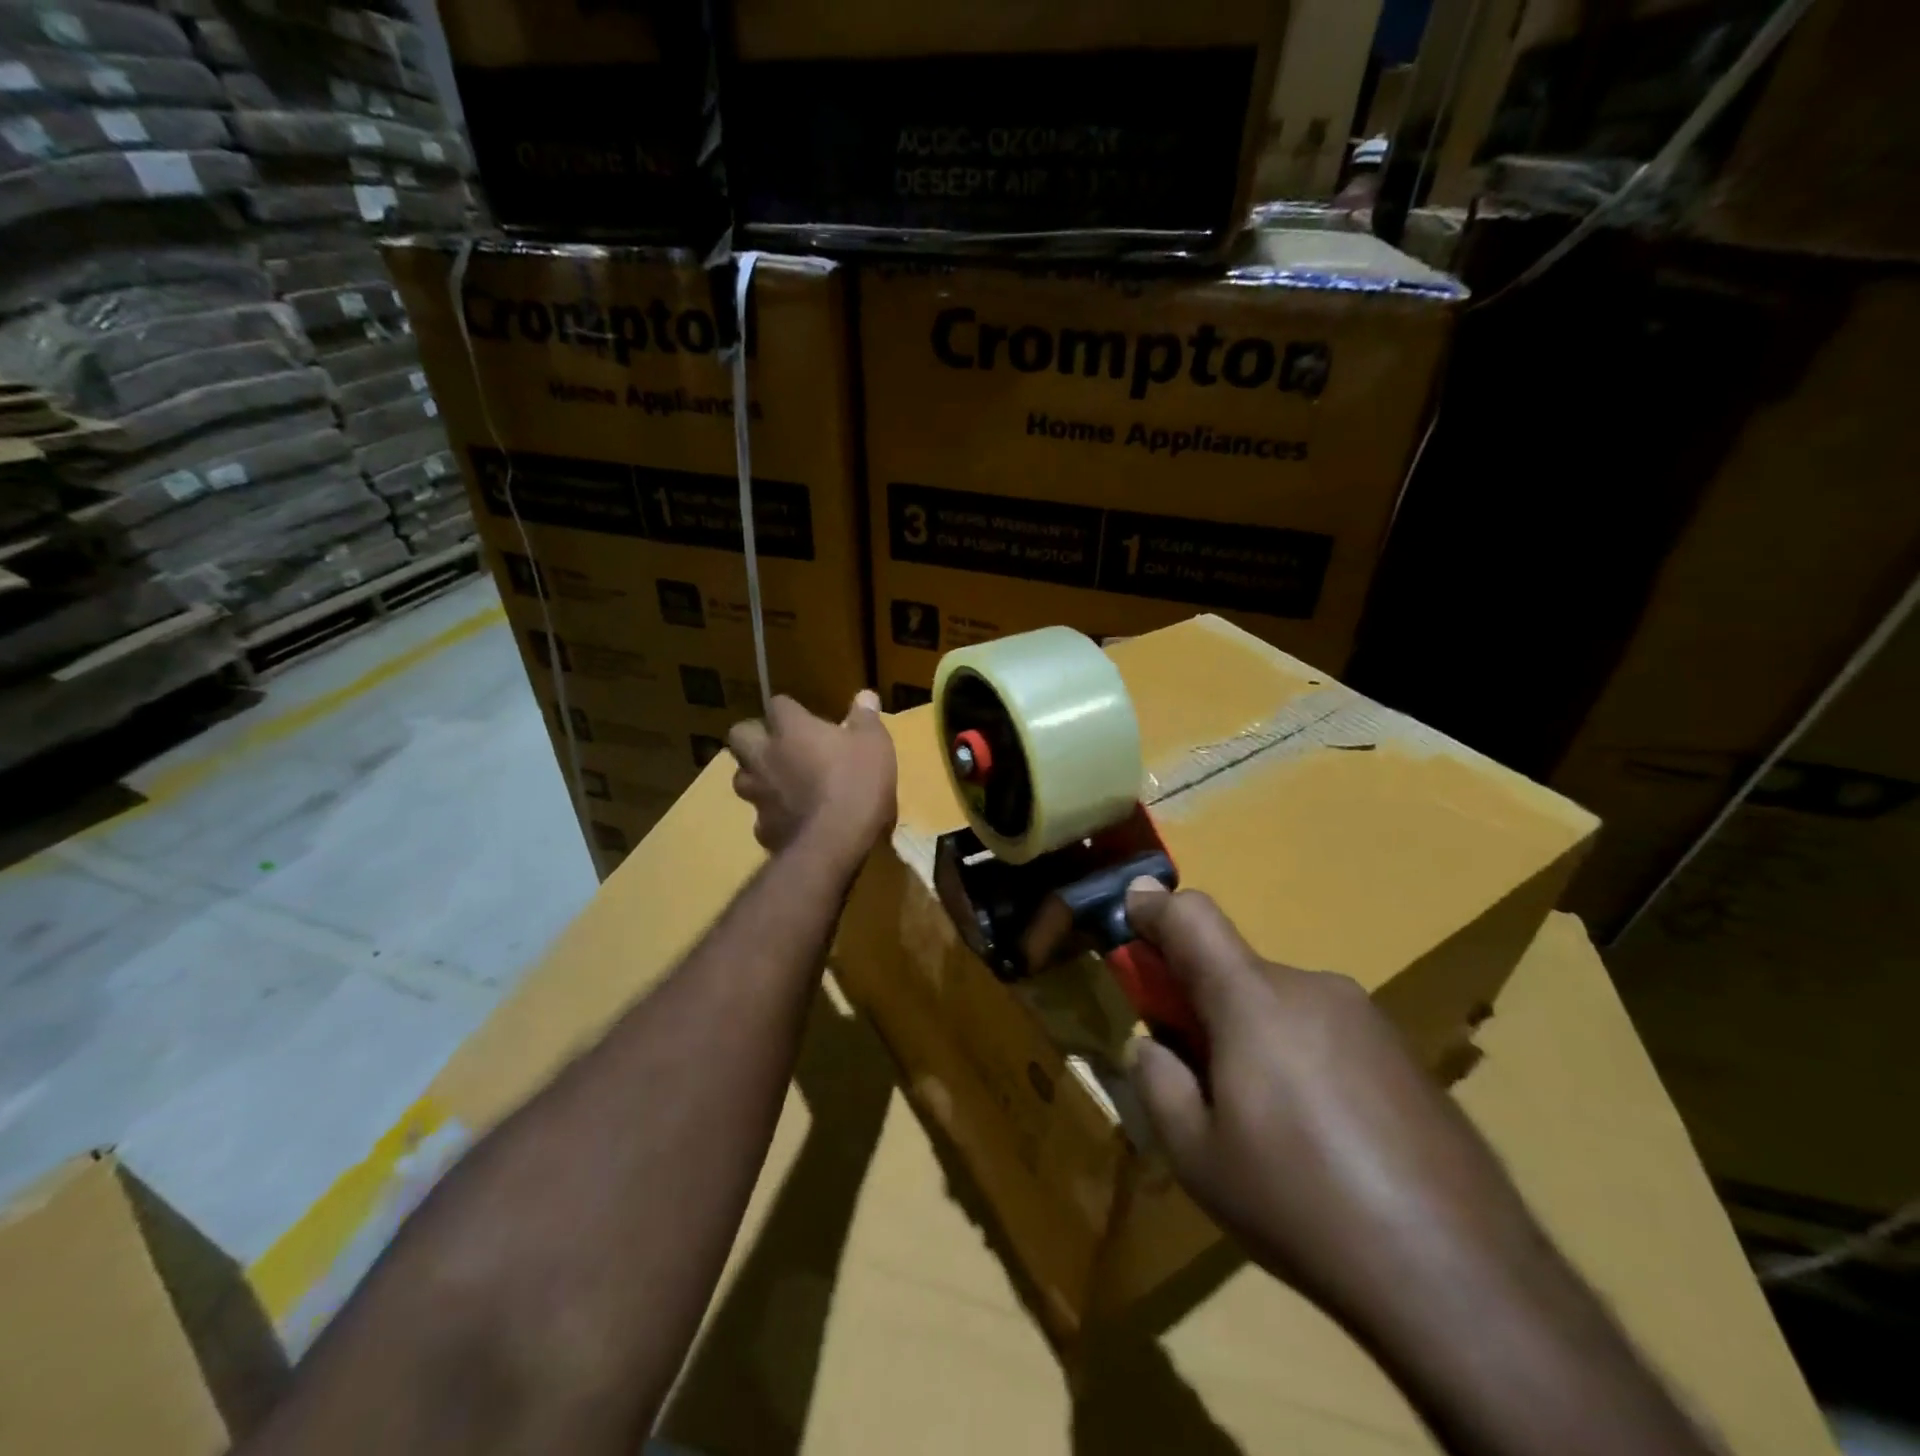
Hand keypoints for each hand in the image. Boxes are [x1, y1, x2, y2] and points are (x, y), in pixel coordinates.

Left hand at [727, 691, 895, 860]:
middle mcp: (765, 756)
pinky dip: (773, 814)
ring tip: (778, 782)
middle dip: (753, 736)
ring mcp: (759, 793)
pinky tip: (791, 819)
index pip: (778, 704)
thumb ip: (866, 718)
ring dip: (756, 775)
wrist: (835, 841)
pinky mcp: (762, 827)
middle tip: (778, 745)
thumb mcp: (874, 744)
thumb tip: (865, 695)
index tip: (806, 718)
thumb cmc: (857, 782)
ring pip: (741, 776)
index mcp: (791, 729)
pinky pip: (761, 815)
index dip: (790, 710)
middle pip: (739, 734)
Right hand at [1122, 880, 1541, 1323]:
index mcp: (1253, 999)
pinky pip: (1326, 1032)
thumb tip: (1154, 1044)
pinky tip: (1325, 1140)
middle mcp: (1311, 988)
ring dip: (1254, 1035)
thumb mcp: (1195, 1155)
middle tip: (1199, 1074)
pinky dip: (1300, 1059)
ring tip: (1269, 1125)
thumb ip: (1157, 1079)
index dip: (1153, 910)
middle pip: (1235, 969)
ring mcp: (1366, 1018)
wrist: (1462, 1277)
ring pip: (1280, 1004)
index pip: (1192, 917)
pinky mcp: (1404, 1053)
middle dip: (1203, 1003)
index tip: (1130, 918)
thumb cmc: (1301, 1205)